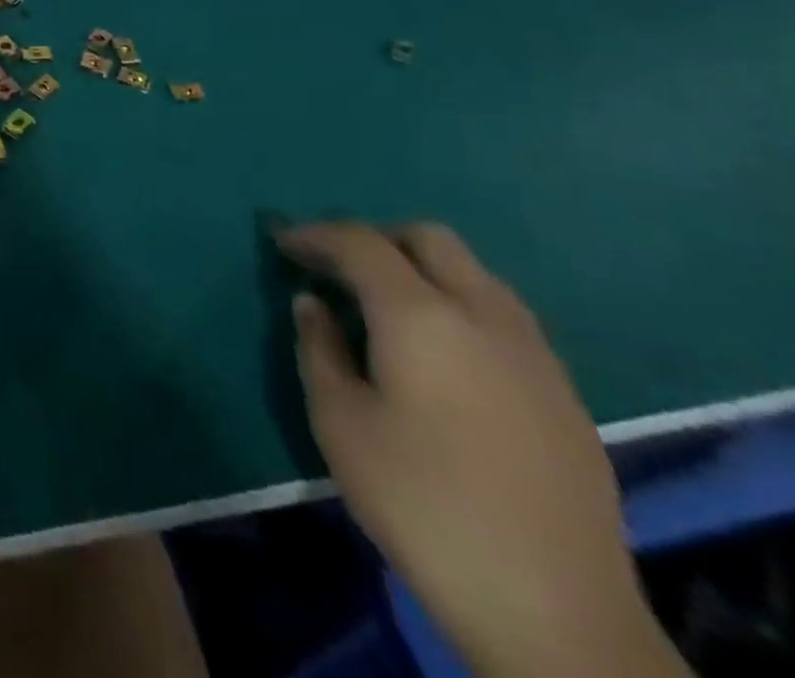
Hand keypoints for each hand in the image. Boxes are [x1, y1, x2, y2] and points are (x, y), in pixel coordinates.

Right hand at [279, 222, 682, 677]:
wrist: (553, 609)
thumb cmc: (421, 501)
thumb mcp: (339, 422)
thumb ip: (319, 348)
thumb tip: (312, 304)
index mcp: (420, 315)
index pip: (360, 242)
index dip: (314, 235)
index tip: (281, 243)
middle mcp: (483, 315)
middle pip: (429, 239)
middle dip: (375, 239)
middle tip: (336, 268)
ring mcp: (533, 353)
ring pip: (474, 273)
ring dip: (422, 270)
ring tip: (383, 307)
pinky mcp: (563, 392)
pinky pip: (502, 316)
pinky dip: (458, 306)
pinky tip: (439, 354)